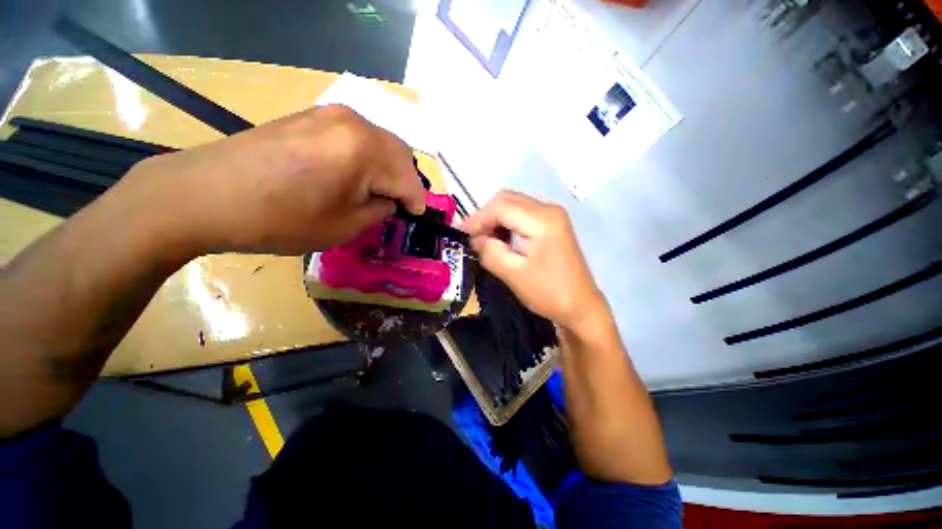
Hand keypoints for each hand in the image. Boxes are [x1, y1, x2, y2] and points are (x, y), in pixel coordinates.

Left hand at [123, 105, 425, 253]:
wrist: (205, 195)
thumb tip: (388, 200)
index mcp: (365, 150)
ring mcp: (330, 114)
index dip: (416, 202)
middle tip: (399, 204)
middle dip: (405, 181)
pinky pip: (356, 137)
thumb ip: (378, 209)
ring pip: (379, 142)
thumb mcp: (345, 226)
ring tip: (378, 191)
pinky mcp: (311, 116)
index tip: (417, 217)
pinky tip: (355, 175)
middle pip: (399, 153)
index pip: (408, 178)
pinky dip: (367, 157)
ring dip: (387, 168)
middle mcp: (354, 122)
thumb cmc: (280, 219)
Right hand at [462, 190, 606, 330]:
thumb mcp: (514, 274)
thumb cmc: (549, 293)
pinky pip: (523, 214)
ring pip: (514, 205)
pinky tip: (502, 239)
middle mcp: (549, 209)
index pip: (502, 206)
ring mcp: (553, 215)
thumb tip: (475, 238)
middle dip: (486, 216)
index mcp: (543, 220)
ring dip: (496, 219)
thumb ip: (491, 252)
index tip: (462, 234)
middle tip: (474, 238)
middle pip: (508, 199)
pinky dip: (507, 222)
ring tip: (485, 240)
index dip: (478, 218)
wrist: (581, 306)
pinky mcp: (553, 224)